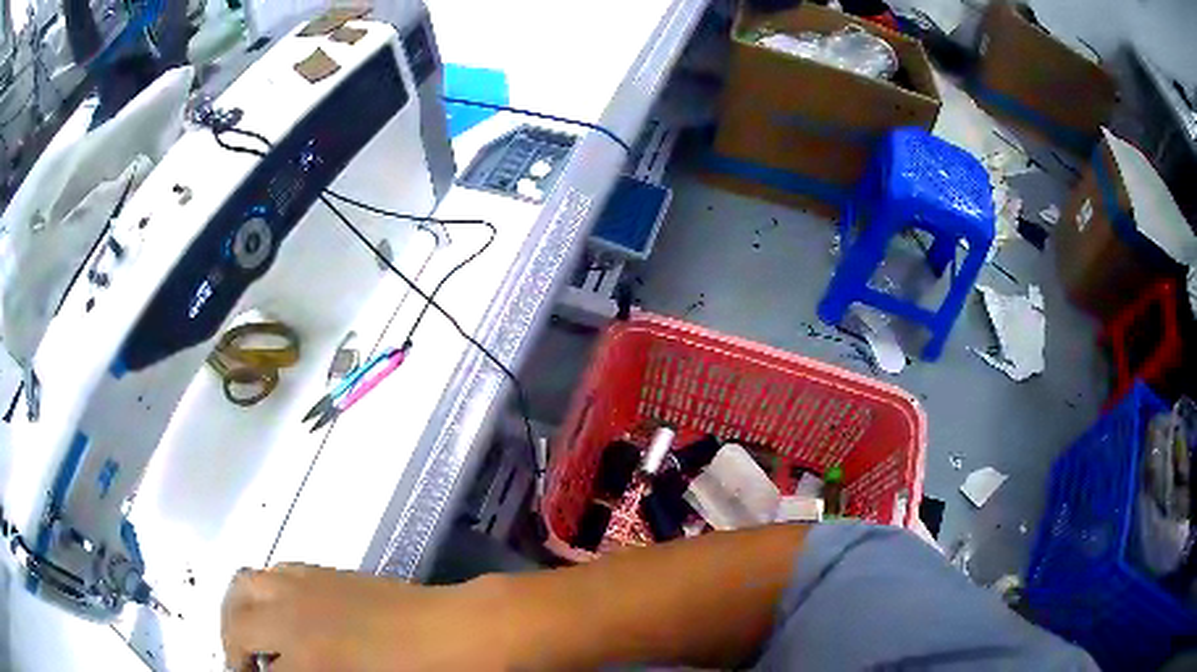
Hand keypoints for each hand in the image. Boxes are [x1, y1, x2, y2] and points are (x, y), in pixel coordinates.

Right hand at [221, 564, 508, 671]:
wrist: (461, 632)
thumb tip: (283, 670)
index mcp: (307, 658)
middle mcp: (292, 615)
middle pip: (236, 624)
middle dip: (232, 650)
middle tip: (245, 670)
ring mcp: (305, 585)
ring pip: (244, 586)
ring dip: (238, 612)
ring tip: (249, 638)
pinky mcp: (322, 571)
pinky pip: (273, 572)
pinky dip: (261, 591)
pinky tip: (276, 611)